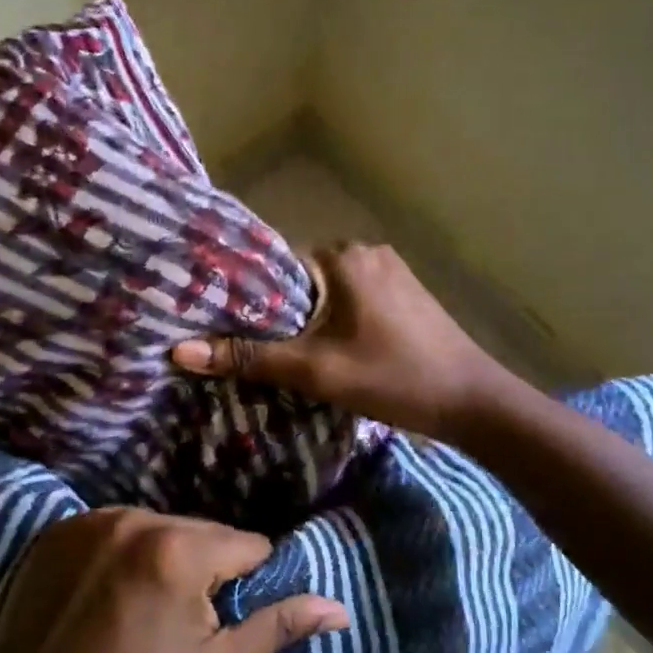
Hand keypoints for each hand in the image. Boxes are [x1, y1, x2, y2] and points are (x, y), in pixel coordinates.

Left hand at [0, 508, 347, 652]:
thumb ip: (277, 627)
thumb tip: (340, 608)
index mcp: (177, 549)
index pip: (246, 544)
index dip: (245, 584)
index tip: (220, 622)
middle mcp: (134, 517)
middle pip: (201, 531)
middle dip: (206, 567)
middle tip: (180, 623)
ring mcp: (90, 520)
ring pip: (159, 527)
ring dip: (165, 557)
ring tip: (142, 611)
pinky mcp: (58, 530)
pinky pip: (115, 529)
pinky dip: (123, 552)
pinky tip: (106, 596)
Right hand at [172, 242, 512, 437]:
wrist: (473, 401)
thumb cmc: (393, 378)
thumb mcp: (315, 370)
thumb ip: (248, 357)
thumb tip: (179, 351)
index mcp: (343, 256)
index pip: (275, 265)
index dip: (246, 295)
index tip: (218, 322)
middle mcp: (365, 251)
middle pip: (300, 279)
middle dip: (276, 311)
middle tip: (244, 345)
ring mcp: (390, 271)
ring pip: (327, 292)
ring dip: (306, 318)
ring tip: (278, 351)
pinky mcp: (405, 292)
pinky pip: (352, 299)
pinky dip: (333, 320)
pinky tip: (324, 349)